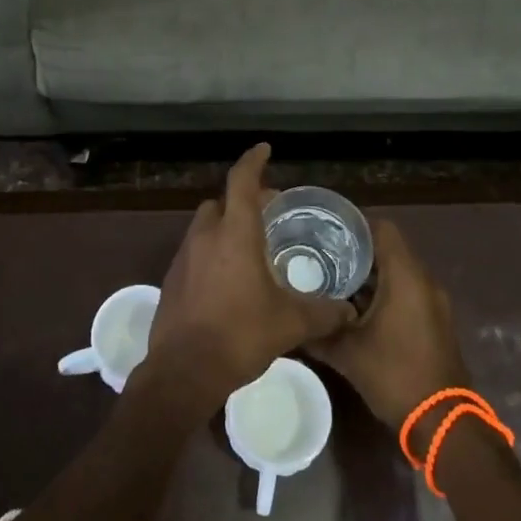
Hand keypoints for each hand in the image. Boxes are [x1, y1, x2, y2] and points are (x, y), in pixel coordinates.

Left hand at [145, 145, 355, 403]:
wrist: (184, 371)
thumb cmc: (240, 334)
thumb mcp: (291, 323)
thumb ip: (323, 312)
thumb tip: (349, 311)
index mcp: (235, 233)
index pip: (242, 181)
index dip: (254, 161)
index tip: (264, 149)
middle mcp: (205, 236)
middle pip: (222, 202)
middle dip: (243, 201)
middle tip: (268, 216)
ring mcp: (183, 257)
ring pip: (205, 226)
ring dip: (225, 227)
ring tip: (250, 250)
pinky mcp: (171, 279)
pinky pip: (194, 252)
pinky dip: (211, 253)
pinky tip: (227, 281)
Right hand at [309, 219, 470, 430]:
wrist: (442, 423)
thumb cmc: (395, 376)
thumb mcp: (346, 353)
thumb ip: (316, 332)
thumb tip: (287, 321)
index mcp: (406, 277)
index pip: (383, 229)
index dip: (354, 224)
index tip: (325, 228)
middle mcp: (423, 282)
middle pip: (388, 249)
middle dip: (355, 250)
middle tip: (319, 253)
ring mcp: (432, 302)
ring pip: (397, 272)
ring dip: (368, 274)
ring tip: (330, 278)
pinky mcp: (433, 321)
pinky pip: (406, 292)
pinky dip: (382, 292)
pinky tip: (353, 308)